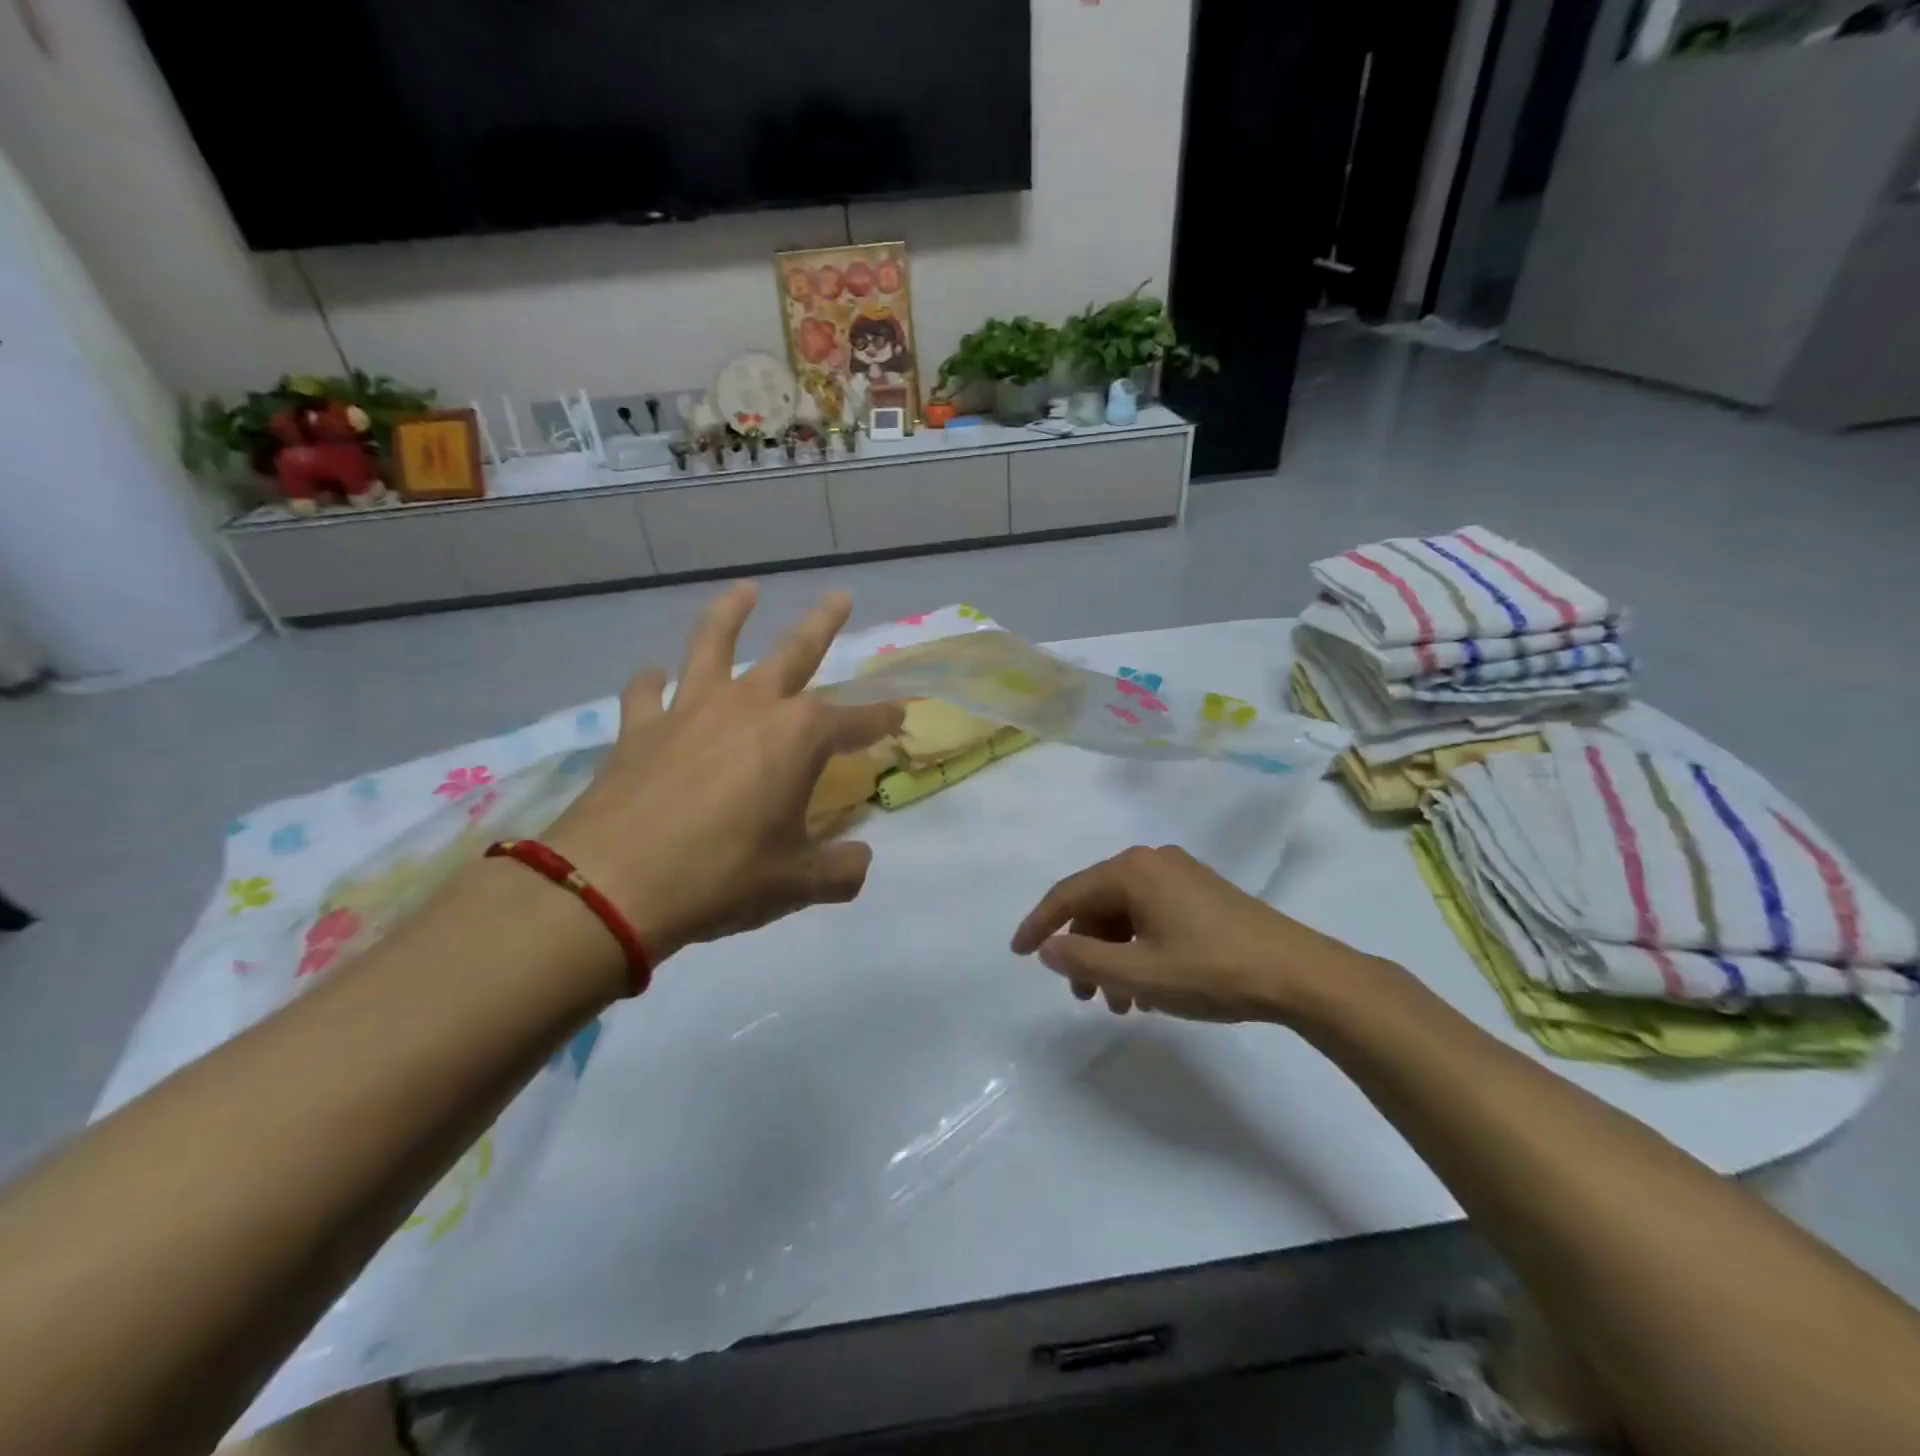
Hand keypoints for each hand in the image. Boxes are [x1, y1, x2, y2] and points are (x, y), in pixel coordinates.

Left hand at [544, 583, 902, 964]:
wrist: (614, 883)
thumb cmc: (722, 876)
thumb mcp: (796, 882)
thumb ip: (840, 870)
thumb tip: (860, 860)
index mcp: (798, 737)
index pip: (856, 722)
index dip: (882, 719)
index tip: (901, 714)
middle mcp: (750, 706)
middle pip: (794, 652)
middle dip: (823, 624)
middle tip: (840, 596)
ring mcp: (691, 710)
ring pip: (714, 643)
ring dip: (732, 613)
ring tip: (745, 590)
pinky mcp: (640, 727)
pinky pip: (647, 691)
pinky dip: (652, 682)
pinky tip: (654, 676)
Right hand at [1010, 845, 1384, 1023]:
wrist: (1300, 974)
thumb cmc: (1211, 970)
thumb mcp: (1139, 973)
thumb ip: (1084, 960)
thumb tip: (1049, 948)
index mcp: (1132, 870)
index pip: (1068, 893)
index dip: (1039, 924)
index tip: (1019, 954)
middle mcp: (1153, 862)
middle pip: (1098, 904)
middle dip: (1085, 950)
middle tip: (1084, 996)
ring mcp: (1181, 875)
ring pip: (1126, 914)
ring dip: (1114, 956)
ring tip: (1120, 1003)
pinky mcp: (1203, 893)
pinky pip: (1152, 916)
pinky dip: (1140, 949)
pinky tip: (1149, 988)